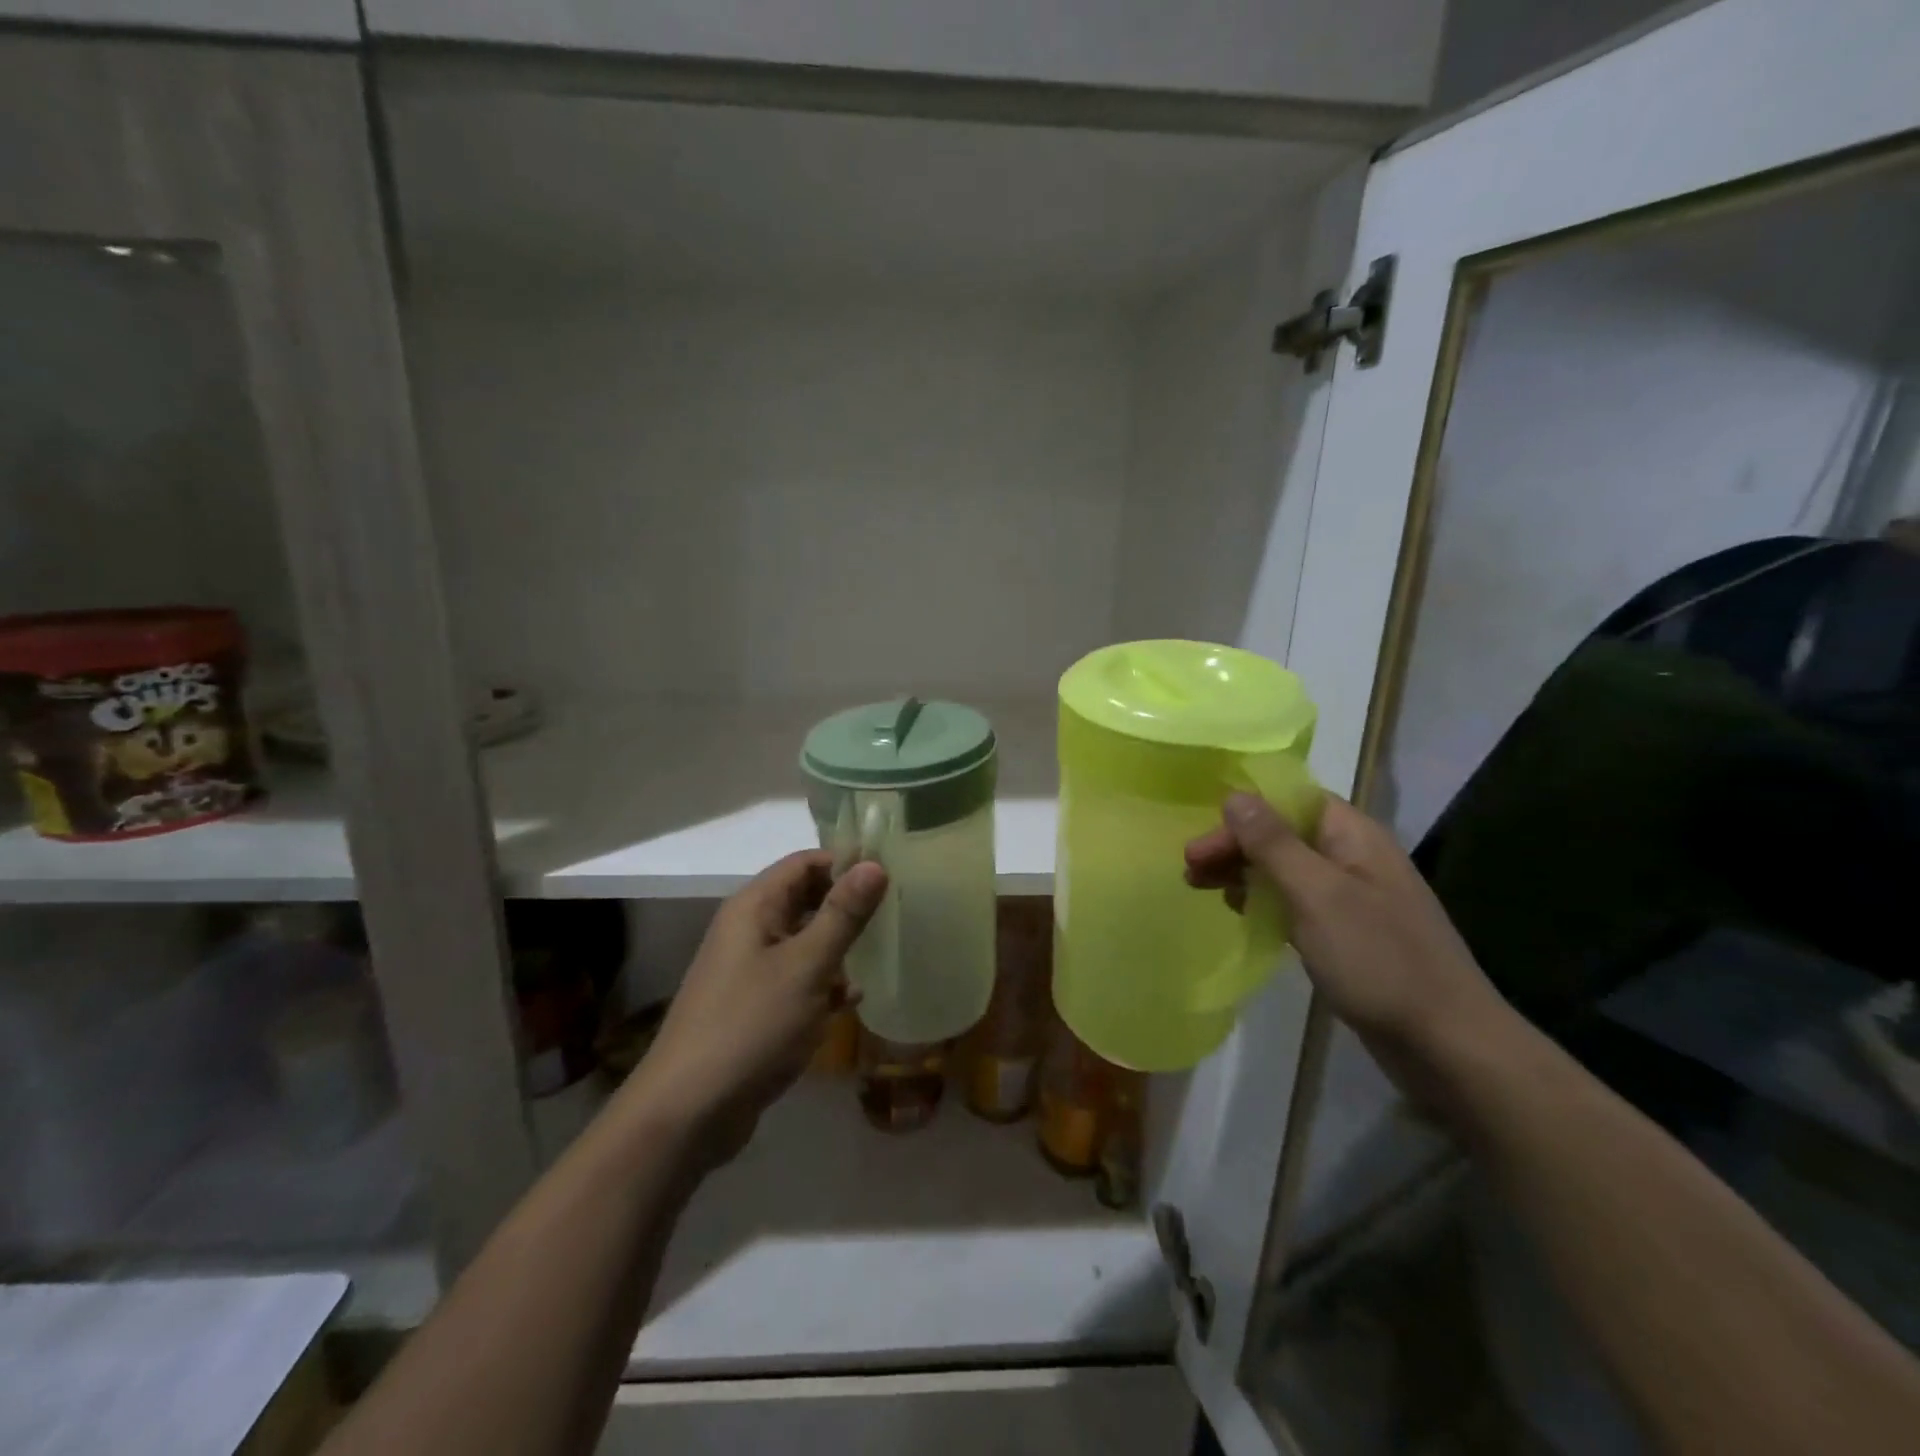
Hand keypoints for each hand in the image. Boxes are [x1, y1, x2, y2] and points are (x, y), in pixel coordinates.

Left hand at [623, 851, 886, 1165]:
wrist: (688, 1112)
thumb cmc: (751, 1026)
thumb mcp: (806, 967)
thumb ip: (842, 915)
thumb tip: (874, 864)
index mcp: (754, 907)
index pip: (805, 862)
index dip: (846, 862)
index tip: (891, 874)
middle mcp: (749, 930)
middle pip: (805, 898)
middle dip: (847, 904)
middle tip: (895, 912)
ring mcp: (750, 970)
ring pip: (804, 940)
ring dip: (839, 946)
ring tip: (883, 953)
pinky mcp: (755, 1006)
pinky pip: (797, 979)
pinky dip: (824, 983)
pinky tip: (852, 1000)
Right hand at [1185, 792, 1510, 1101]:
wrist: (1448, 1045)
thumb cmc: (1379, 960)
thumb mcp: (1317, 895)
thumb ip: (1273, 843)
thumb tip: (1236, 794)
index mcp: (1354, 836)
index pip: (1289, 800)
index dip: (1242, 813)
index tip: (1202, 840)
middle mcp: (1354, 857)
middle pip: (1283, 833)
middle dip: (1235, 845)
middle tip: (1190, 869)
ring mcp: (1353, 898)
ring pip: (1286, 869)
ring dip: (1244, 872)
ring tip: (1203, 889)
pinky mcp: (1349, 934)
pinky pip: (1297, 902)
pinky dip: (1265, 902)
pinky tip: (1242, 914)